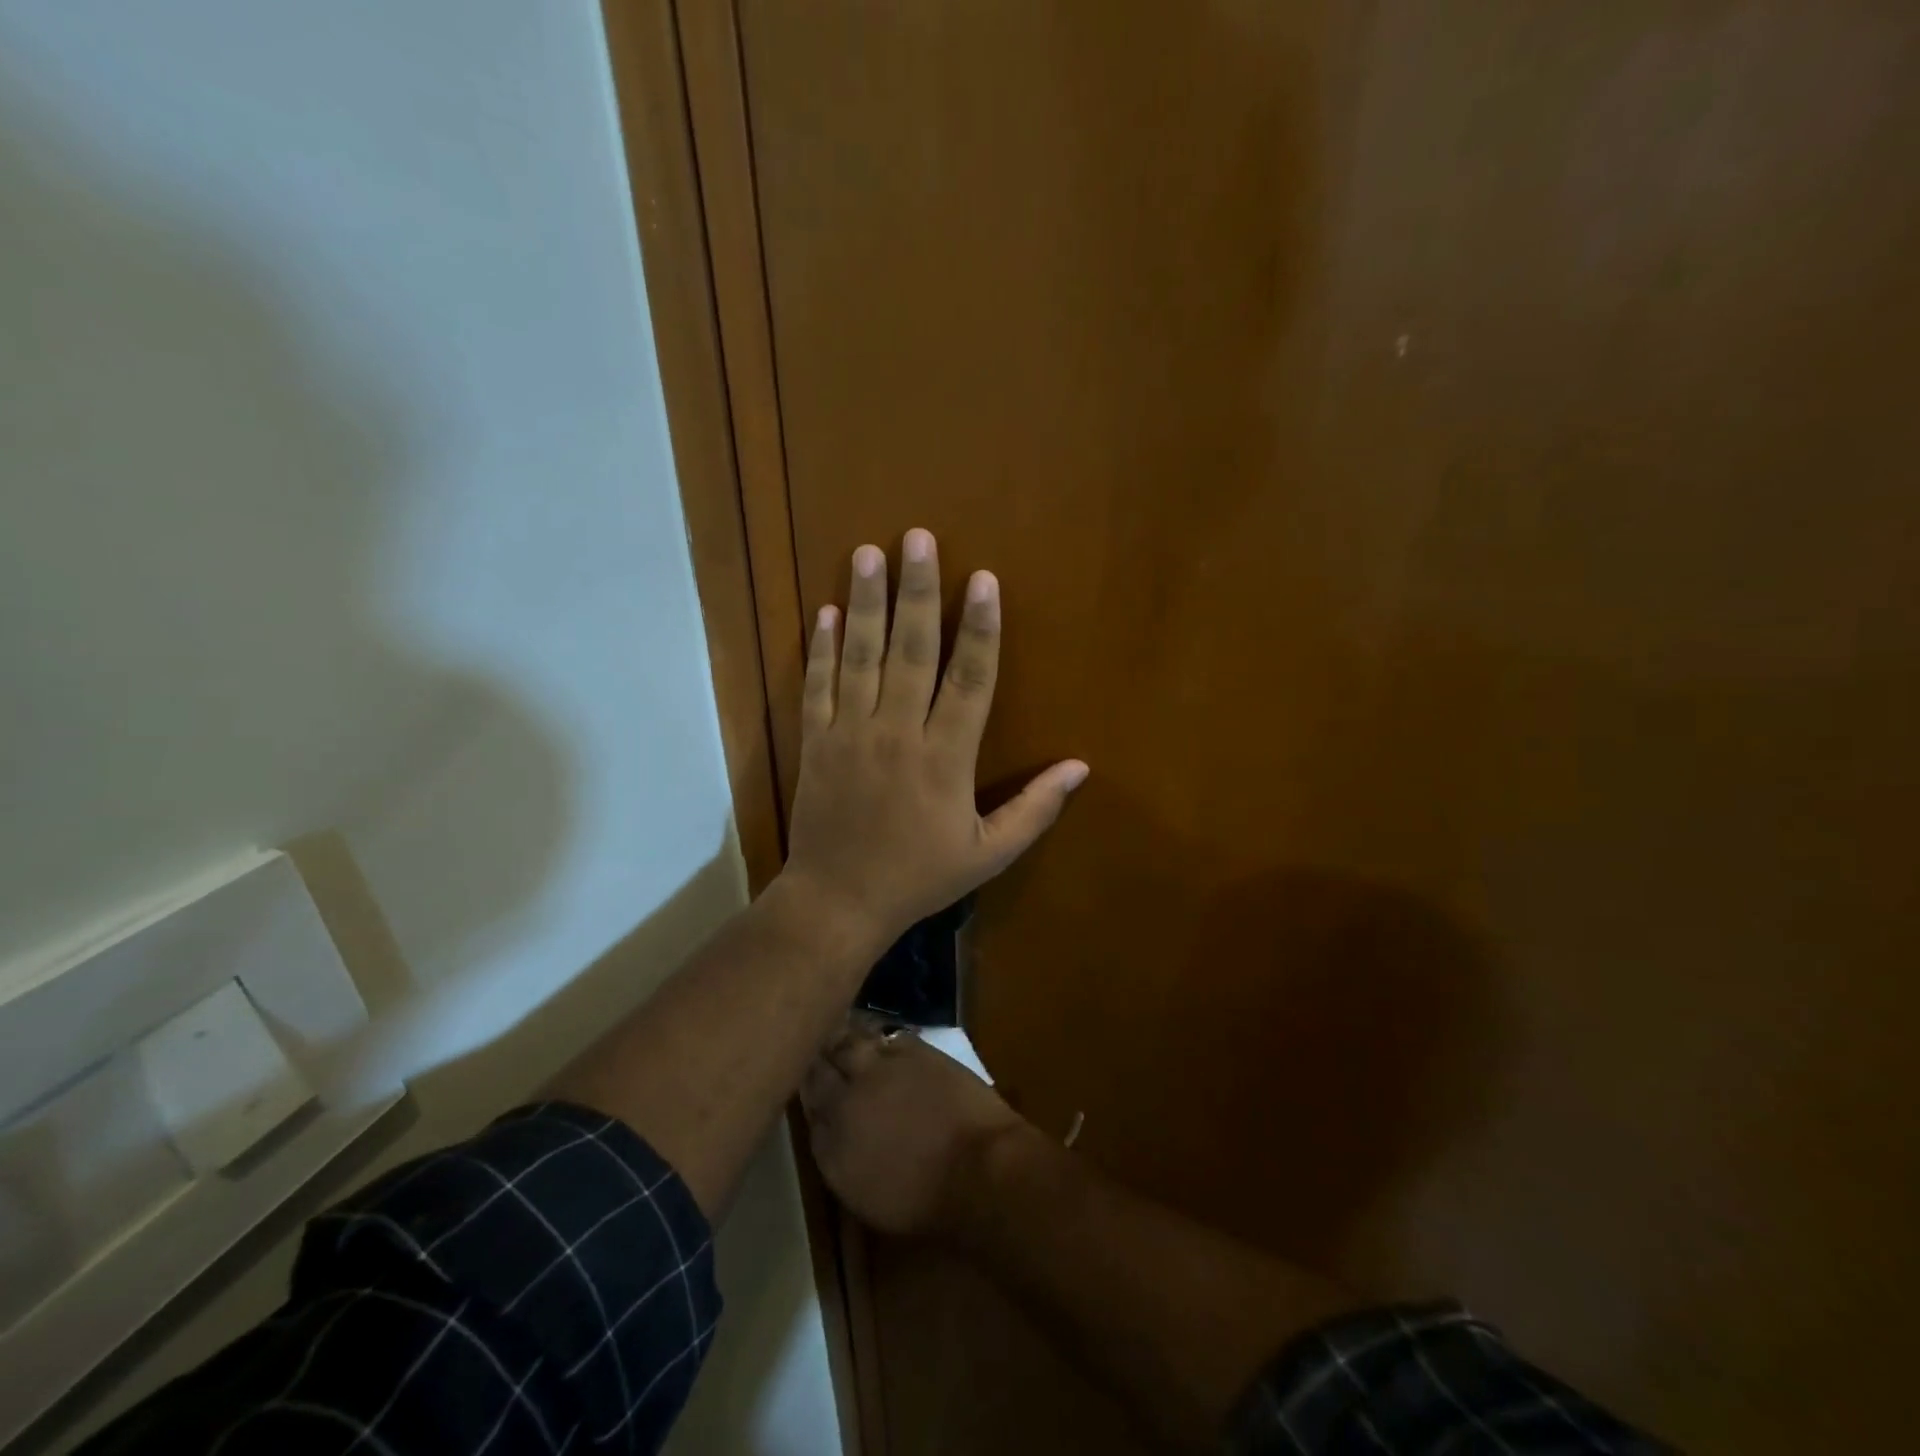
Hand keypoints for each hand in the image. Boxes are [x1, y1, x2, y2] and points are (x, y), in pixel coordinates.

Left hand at [779, 529, 1087, 946]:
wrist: (837, 901)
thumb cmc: (918, 877)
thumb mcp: (988, 854)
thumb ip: (1034, 810)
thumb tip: (1080, 768)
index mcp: (945, 758)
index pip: (969, 680)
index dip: (980, 628)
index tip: (983, 579)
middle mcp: (897, 733)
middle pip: (911, 651)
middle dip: (918, 591)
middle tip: (918, 538)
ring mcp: (850, 733)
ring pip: (860, 656)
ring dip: (865, 602)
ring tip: (868, 553)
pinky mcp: (815, 741)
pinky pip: (817, 685)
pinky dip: (821, 648)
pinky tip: (825, 610)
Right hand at [802, 1018, 1033, 1237]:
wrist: (976, 1168)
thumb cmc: (924, 1201)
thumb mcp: (864, 1195)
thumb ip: (838, 1154)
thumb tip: (829, 1127)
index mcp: (830, 1144)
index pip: (806, 1106)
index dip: (807, 1090)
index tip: (805, 1081)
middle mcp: (845, 1099)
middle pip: (820, 1067)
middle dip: (816, 1055)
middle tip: (814, 1045)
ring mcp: (878, 1068)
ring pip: (847, 1041)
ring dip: (840, 1037)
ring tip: (837, 1031)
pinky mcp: (912, 1049)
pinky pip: (884, 1035)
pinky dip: (876, 1036)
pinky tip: (876, 1036)